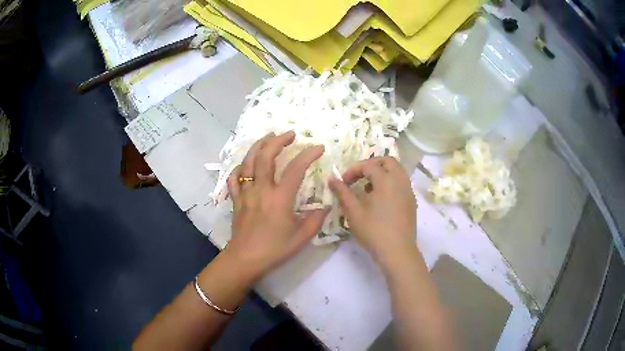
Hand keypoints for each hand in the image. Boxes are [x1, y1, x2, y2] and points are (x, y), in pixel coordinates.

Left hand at [224, 132, 327, 282]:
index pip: (296, 168)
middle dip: (278, 140)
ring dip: (258, 146)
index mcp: (280, 197)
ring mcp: (246, 193)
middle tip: (290, 134)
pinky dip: (239, 167)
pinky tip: (245, 164)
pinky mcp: (236, 199)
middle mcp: (261, 189)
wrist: (245, 259)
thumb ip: (316, 219)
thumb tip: (325, 206)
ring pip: (248, 162)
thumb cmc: (274, 249)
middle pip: (265, 156)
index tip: (318, 147)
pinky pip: (234, 178)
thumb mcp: (302, 237)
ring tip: (268, 137)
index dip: (308, 154)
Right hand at [329, 157, 416, 266]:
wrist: (397, 251)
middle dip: (371, 164)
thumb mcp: (353, 212)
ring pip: (397, 171)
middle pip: (387, 161)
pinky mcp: (411, 201)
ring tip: (368, 188)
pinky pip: (401, 182)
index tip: (344, 182)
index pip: (368, 165)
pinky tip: (380, 199)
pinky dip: (390, 182)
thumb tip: (331, 179)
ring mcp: (408, 191)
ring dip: (382, 173)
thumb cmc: (373, 231)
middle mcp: (400, 180)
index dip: (353, 170)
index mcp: (386, 180)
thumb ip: (342, 192)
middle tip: (359, 177)